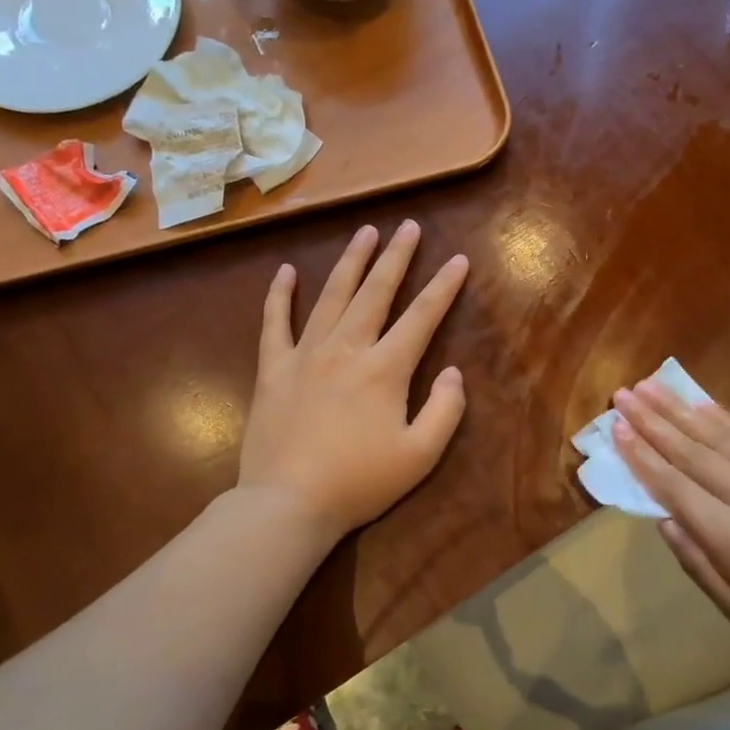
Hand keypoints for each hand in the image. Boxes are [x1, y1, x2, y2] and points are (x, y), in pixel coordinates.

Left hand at [239, 220, 468, 541]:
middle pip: (375, 292)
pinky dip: (280, 295)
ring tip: (364, 232)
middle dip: (396, 257)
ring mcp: (305, 355)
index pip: (422, 317)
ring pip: (331, 296)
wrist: (288, 503)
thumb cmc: (359, 482)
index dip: (443, 287)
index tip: (457, 259)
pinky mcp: (272, 370)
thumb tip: (453, 372)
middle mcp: (346, 349)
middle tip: (407, 226)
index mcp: (385, 369)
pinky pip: (275, 323)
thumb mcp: (420, 456)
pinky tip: (286, 271)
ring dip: (350, 262)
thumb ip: (445, 410)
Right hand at [613, 381, 729, 671]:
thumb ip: (700, 566)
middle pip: (692, 452)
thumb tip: (663, 521)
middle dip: (653, 422)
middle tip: (623, 395)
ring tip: (652, 387)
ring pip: (720, 437)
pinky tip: (703, 405)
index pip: (676, 488)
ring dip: (681, 410)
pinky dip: (724, 419)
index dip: (643, 457)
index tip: (617, 429)